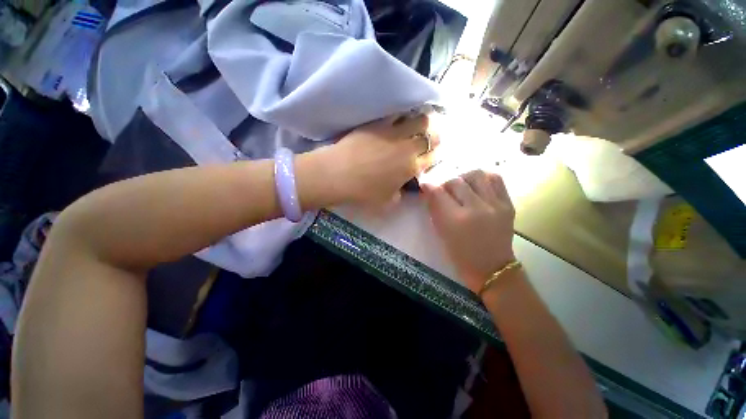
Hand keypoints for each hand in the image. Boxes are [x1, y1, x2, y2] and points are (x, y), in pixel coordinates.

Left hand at [321, 114, 438, 204]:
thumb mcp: (386, 201)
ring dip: (423, 120)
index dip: (436, 154)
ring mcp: (394, 133)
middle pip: (431, 135)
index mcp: (411, 168)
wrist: (340, 174)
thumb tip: (401, 190)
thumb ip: (399, 195)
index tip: (434, 152)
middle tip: (431, 135)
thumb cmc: (364, 192)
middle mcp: (407, 148)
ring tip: (420, 122)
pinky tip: (402, 116)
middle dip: (435, 134)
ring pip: (419, 119)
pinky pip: (397, 114)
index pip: (432, 157)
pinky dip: (403, 114)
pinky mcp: (379, 123)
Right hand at [422, 170, 515, 294]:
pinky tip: (477, 186)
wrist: (491, 267)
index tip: (425, 185)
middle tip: (444, 191)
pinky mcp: (508, 204)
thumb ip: (434, 208)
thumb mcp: (441, 232)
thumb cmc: (460, 254)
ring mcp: (495, 205)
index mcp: (456, 220)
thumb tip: (428, 188)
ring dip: (464, 177)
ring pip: (477, 175)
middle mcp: (477, 209)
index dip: (429, 186)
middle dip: (445, 184)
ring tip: (462, 186)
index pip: (438, 192)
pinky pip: (495, 179)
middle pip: (456, 181)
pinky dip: (482, 178)